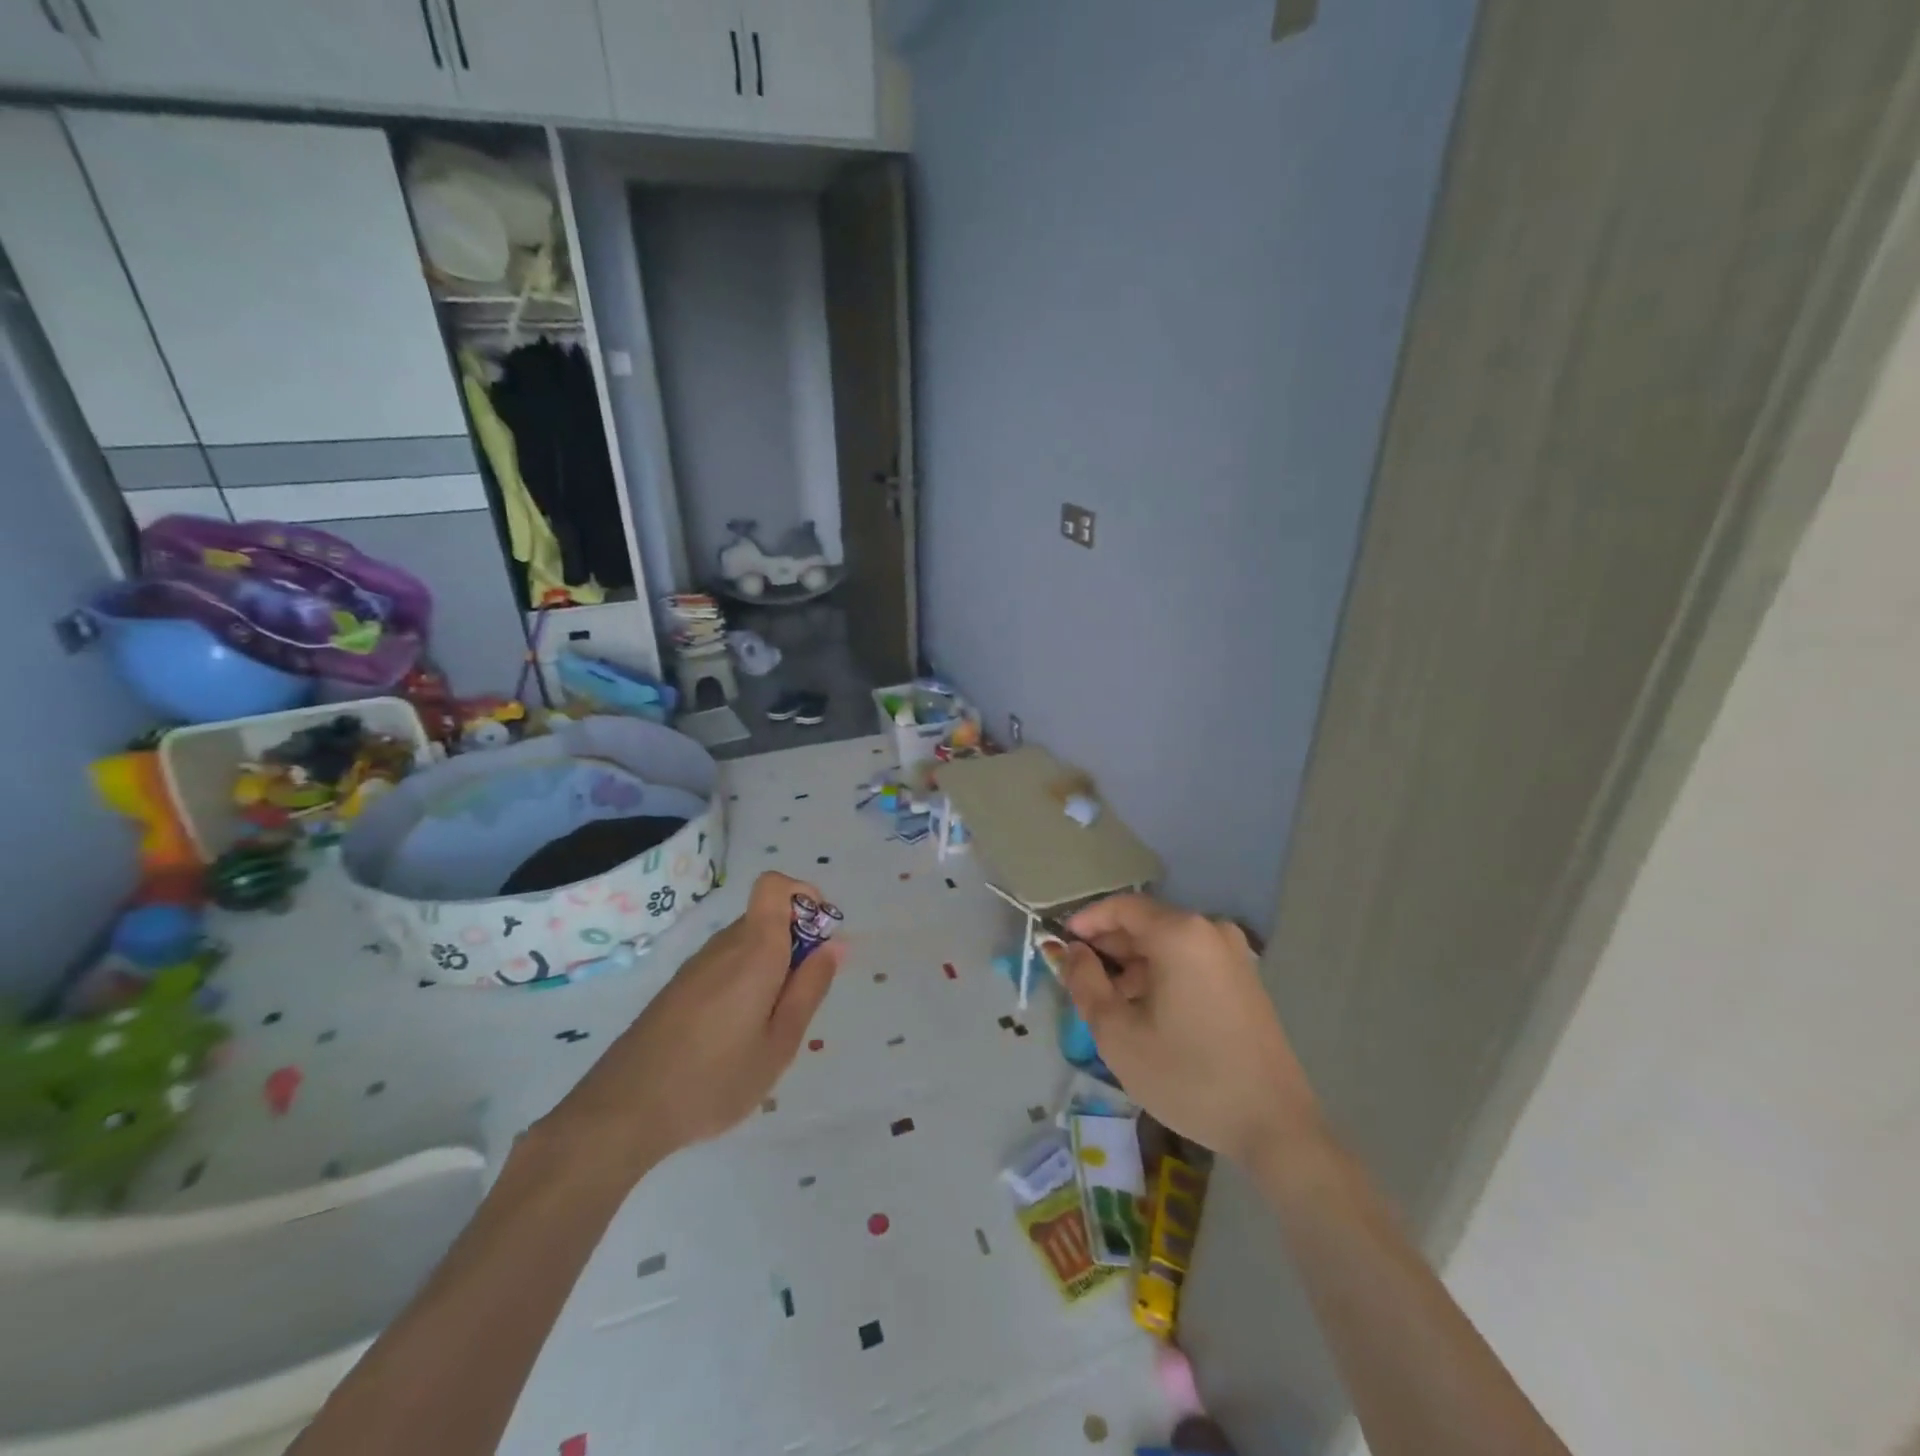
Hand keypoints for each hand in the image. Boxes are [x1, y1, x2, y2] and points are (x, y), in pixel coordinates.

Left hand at [540, 872, 842, 1178]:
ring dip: (770, 967)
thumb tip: (835, 944)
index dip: (804, 896)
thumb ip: (810, 988)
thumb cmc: (715, 1079)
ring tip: (767, 1029)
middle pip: (767, 917)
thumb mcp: (780, 1043)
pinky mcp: (678, 988)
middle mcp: (724, 945)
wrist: (622, 1112)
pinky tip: (734, 1037)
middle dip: (795, 944)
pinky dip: (744, 983)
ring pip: (747, 944)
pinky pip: (725, 966)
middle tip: (800, 1001)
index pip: (775, 885)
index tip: (820, 938)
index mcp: (754, 949)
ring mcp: (697, 966)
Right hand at [1054, 894, 1319, 1166]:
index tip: (1059, 945)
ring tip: (1110, 1004)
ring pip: (1167, 945)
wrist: (1274, 1125)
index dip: (1086, 921)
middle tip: (1079, 979)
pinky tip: (1147, 1012)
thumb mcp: (1118, 1033)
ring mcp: (1232, 954)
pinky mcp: (1244, 979)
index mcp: (1180, 933)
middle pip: (1146, 924)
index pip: (1121, 907)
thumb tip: (1072, 952)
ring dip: (1133, 965)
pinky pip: (1190, 961)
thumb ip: (1085, 983)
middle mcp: (1210, 930)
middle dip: (1108, 947)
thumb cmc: (1187, 1076)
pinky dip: (1161, 975)